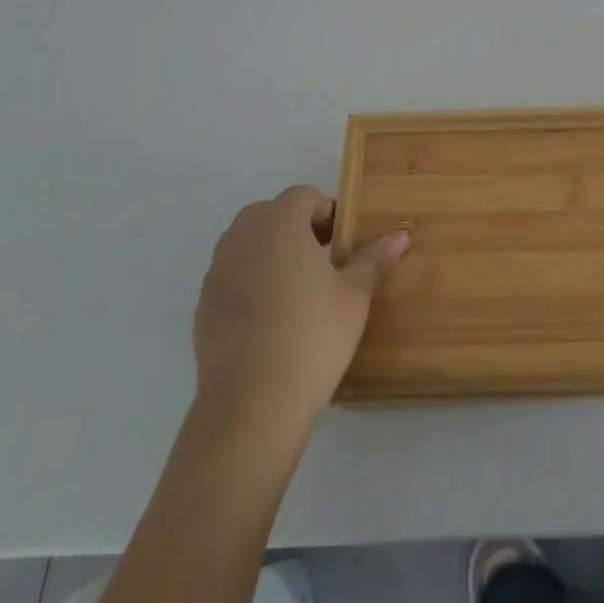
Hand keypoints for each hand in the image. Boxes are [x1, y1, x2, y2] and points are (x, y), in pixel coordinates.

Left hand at [192, 186, 408, 437]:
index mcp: (279, 224)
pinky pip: (231, 276)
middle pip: (269, 214)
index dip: (326, 212)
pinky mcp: (203, 306)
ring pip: (246, 243)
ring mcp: (217, 272)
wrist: (252, 406)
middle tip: (323, 260)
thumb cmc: (312, 337)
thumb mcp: (354, 296)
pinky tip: (271, 320)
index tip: (341, 242)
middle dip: (295, 227)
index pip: (302, 196)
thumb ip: (373, 260)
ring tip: (297, 289)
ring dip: (270, 252)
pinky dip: (250, 282)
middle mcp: (242, 238)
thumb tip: (400, 236)